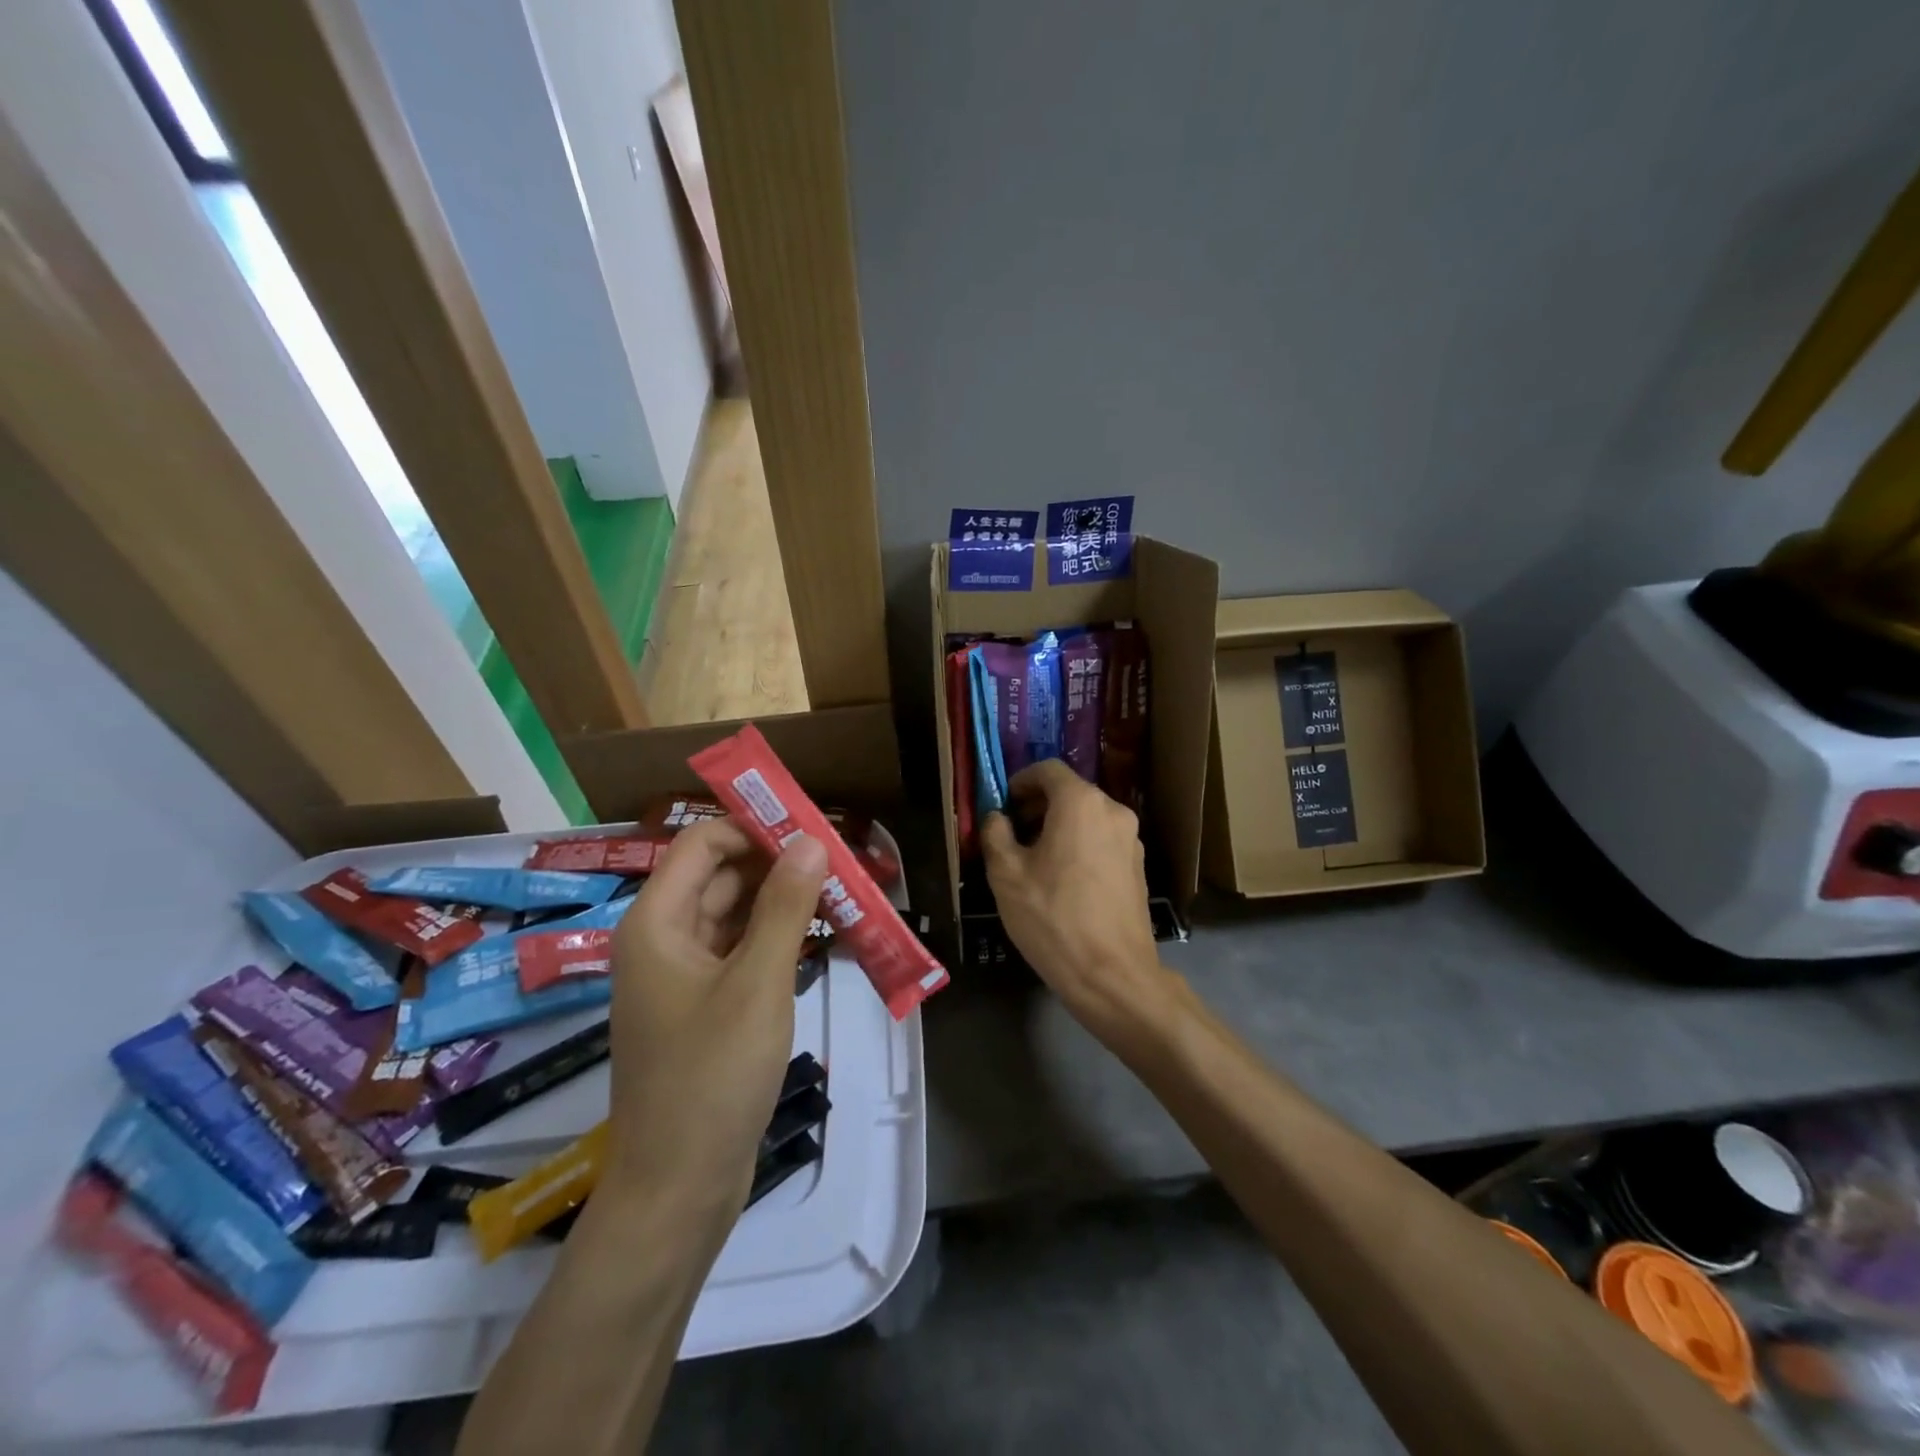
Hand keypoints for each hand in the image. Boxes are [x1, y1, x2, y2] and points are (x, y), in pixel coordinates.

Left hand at [602, 817, 827, 1212]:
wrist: (679, 1188)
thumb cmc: (712, 1077)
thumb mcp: (757, 983)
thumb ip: (785, 906)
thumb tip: (811, 840)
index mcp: (656, 923)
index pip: (703, 844)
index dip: (755, 827)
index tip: (812, 828)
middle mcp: (663, 940)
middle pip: (721, 876)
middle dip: (778, 863)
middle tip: (840, 861)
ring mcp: (682, 976)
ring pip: (734, 915)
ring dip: (782, 901)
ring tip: (841, 892)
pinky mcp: (703, 1007)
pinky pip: (740, 952)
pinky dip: (775, 939)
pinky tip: (819, 937)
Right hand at [981, 760, 1172, 1040]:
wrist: (1112, 974)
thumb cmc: (1053, 917)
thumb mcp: (1006, 875)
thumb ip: (996, 833)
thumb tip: (997, 817)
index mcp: (1081, 803)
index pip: (1048, 769)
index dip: (1020, 781)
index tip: (1003, 805)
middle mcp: (1113, 811)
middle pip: (1070, 792)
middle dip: (1037, 806)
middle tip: (1012, 835)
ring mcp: (1132, 839)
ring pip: (1088, 817)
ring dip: (1059, 827)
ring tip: (1034, 862)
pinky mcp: (1138, 866)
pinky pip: (1102, 840)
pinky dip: (1080, 845)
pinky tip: (1063, 881)